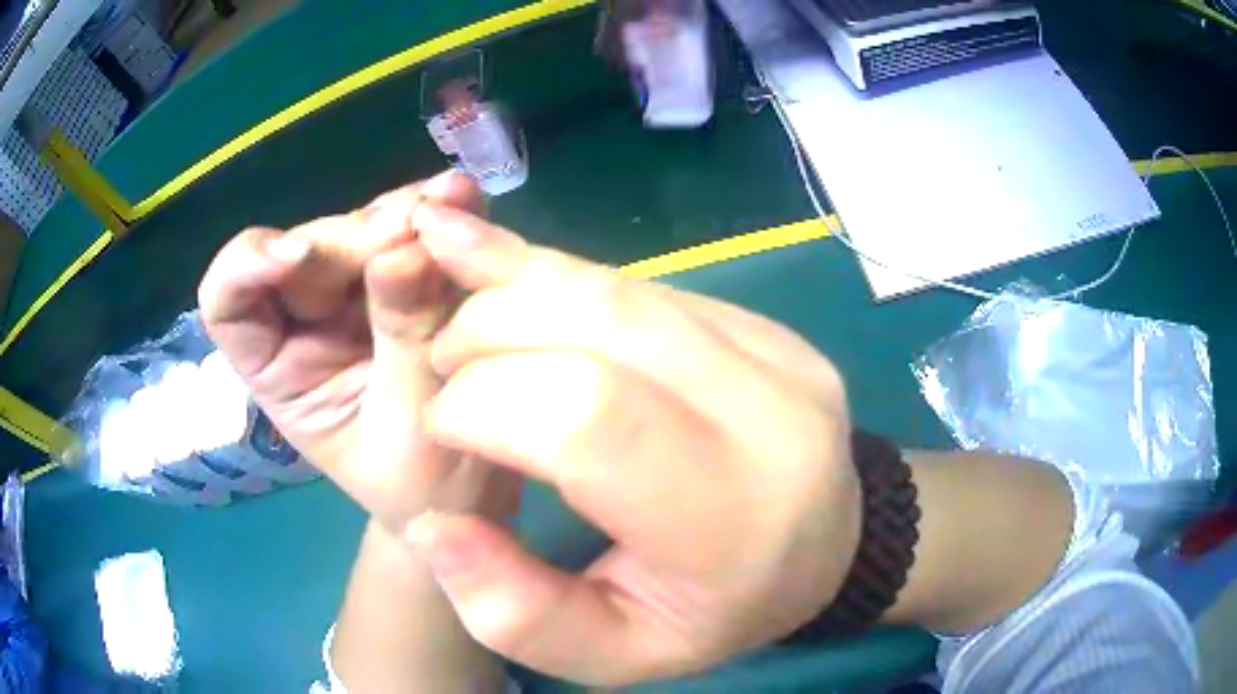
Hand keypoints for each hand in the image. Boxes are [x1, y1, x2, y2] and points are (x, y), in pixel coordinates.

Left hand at [198, 173, 514, 523]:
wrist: (470, 491)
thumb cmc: (424, 485)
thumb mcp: (410, 424)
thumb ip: (405, 337)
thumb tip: (408, 249)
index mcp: (277, 368)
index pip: (228, 303)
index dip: (245, 267)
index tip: (297, 257)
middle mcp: (303, 321)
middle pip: (308, 250)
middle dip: (357, 235)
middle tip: (418, 226)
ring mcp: (351, 296)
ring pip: (360, 230)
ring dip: (402, 213)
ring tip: (453, 199)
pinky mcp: (399, 280)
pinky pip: (407, 236)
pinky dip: (435, 216)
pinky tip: (463, 201)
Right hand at [403, 203, 862, 685]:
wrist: (832, 544)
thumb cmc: (722, 611)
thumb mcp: (617, 653)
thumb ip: (517, 613)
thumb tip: (431, 525)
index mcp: (732, 516)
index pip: (589, 418)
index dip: (485, 402)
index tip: (443, 424)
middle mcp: (767, 410)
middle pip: (599, 321)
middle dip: (489, 329)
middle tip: (446, 368)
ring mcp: (772, 348)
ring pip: (616, 285)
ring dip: (516, 291)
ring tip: (469, 330)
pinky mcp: (759, 321)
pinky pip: (638, 283)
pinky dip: (559, 283)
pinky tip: (515, 295)